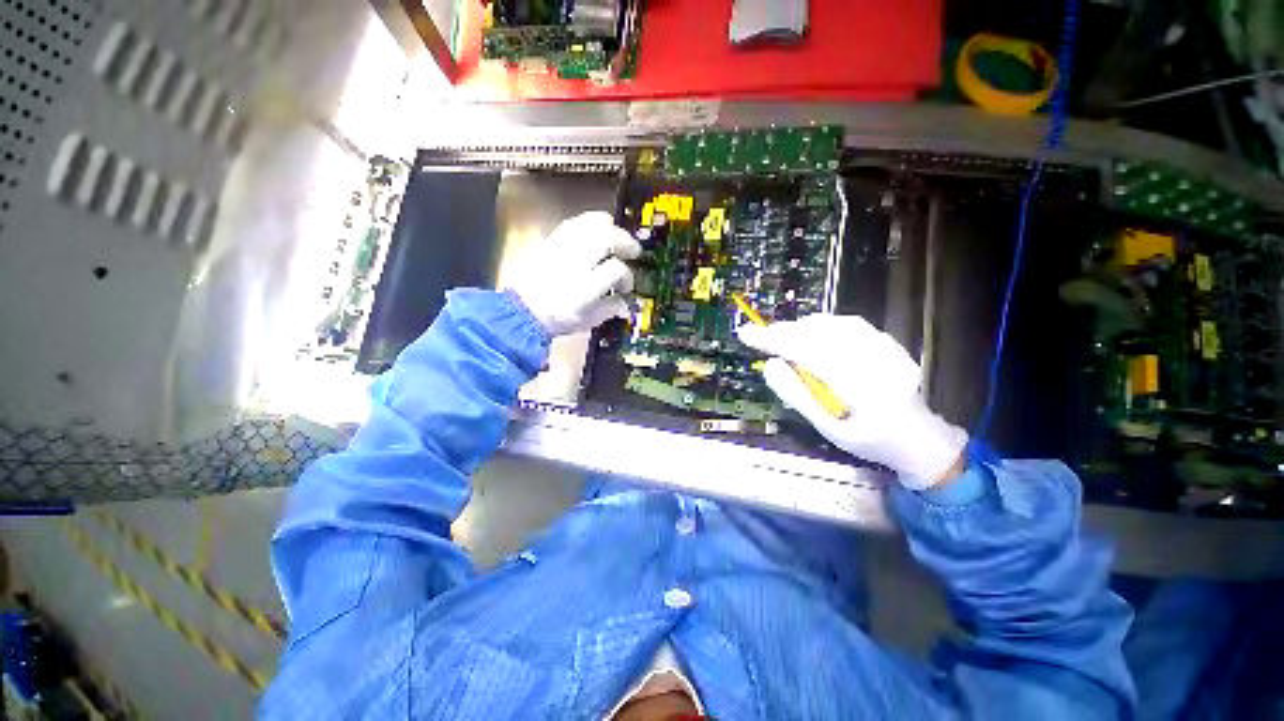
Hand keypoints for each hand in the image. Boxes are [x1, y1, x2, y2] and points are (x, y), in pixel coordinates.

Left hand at [505, 212, 641, 336]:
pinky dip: (589, 224)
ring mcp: (560, 249)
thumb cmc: (556, 319)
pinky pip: (573, 223)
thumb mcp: (588, 321)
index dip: (627, 277)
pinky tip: (596, 233)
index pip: (615, 270)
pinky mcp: (550, 241)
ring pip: (590, 224)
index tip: (625, 286)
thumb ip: (611, 309)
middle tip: (633, 251)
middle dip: (625, 241)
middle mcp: (574, 264)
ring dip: (610, 228)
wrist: (521, 312)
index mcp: (585, 288)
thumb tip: (625, 302)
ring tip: (617, 236)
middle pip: (606, 238)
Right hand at [737, 314, 967, 489]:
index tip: (747, 334)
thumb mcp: (828, 428)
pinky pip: (848, 324)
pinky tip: (811, 335)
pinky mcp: (889, 342)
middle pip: (820, 334)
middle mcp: (878, 362)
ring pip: (833, 325)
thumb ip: (798, 396)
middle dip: (784, 333)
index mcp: (863, 390)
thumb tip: (771, 364)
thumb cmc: (868, 440)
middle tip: (760, 337)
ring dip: (801, 328)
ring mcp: (887, 349)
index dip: (774, 341)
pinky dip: (822, 326)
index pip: (808, 354)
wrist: (917, 438)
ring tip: (782, 338)